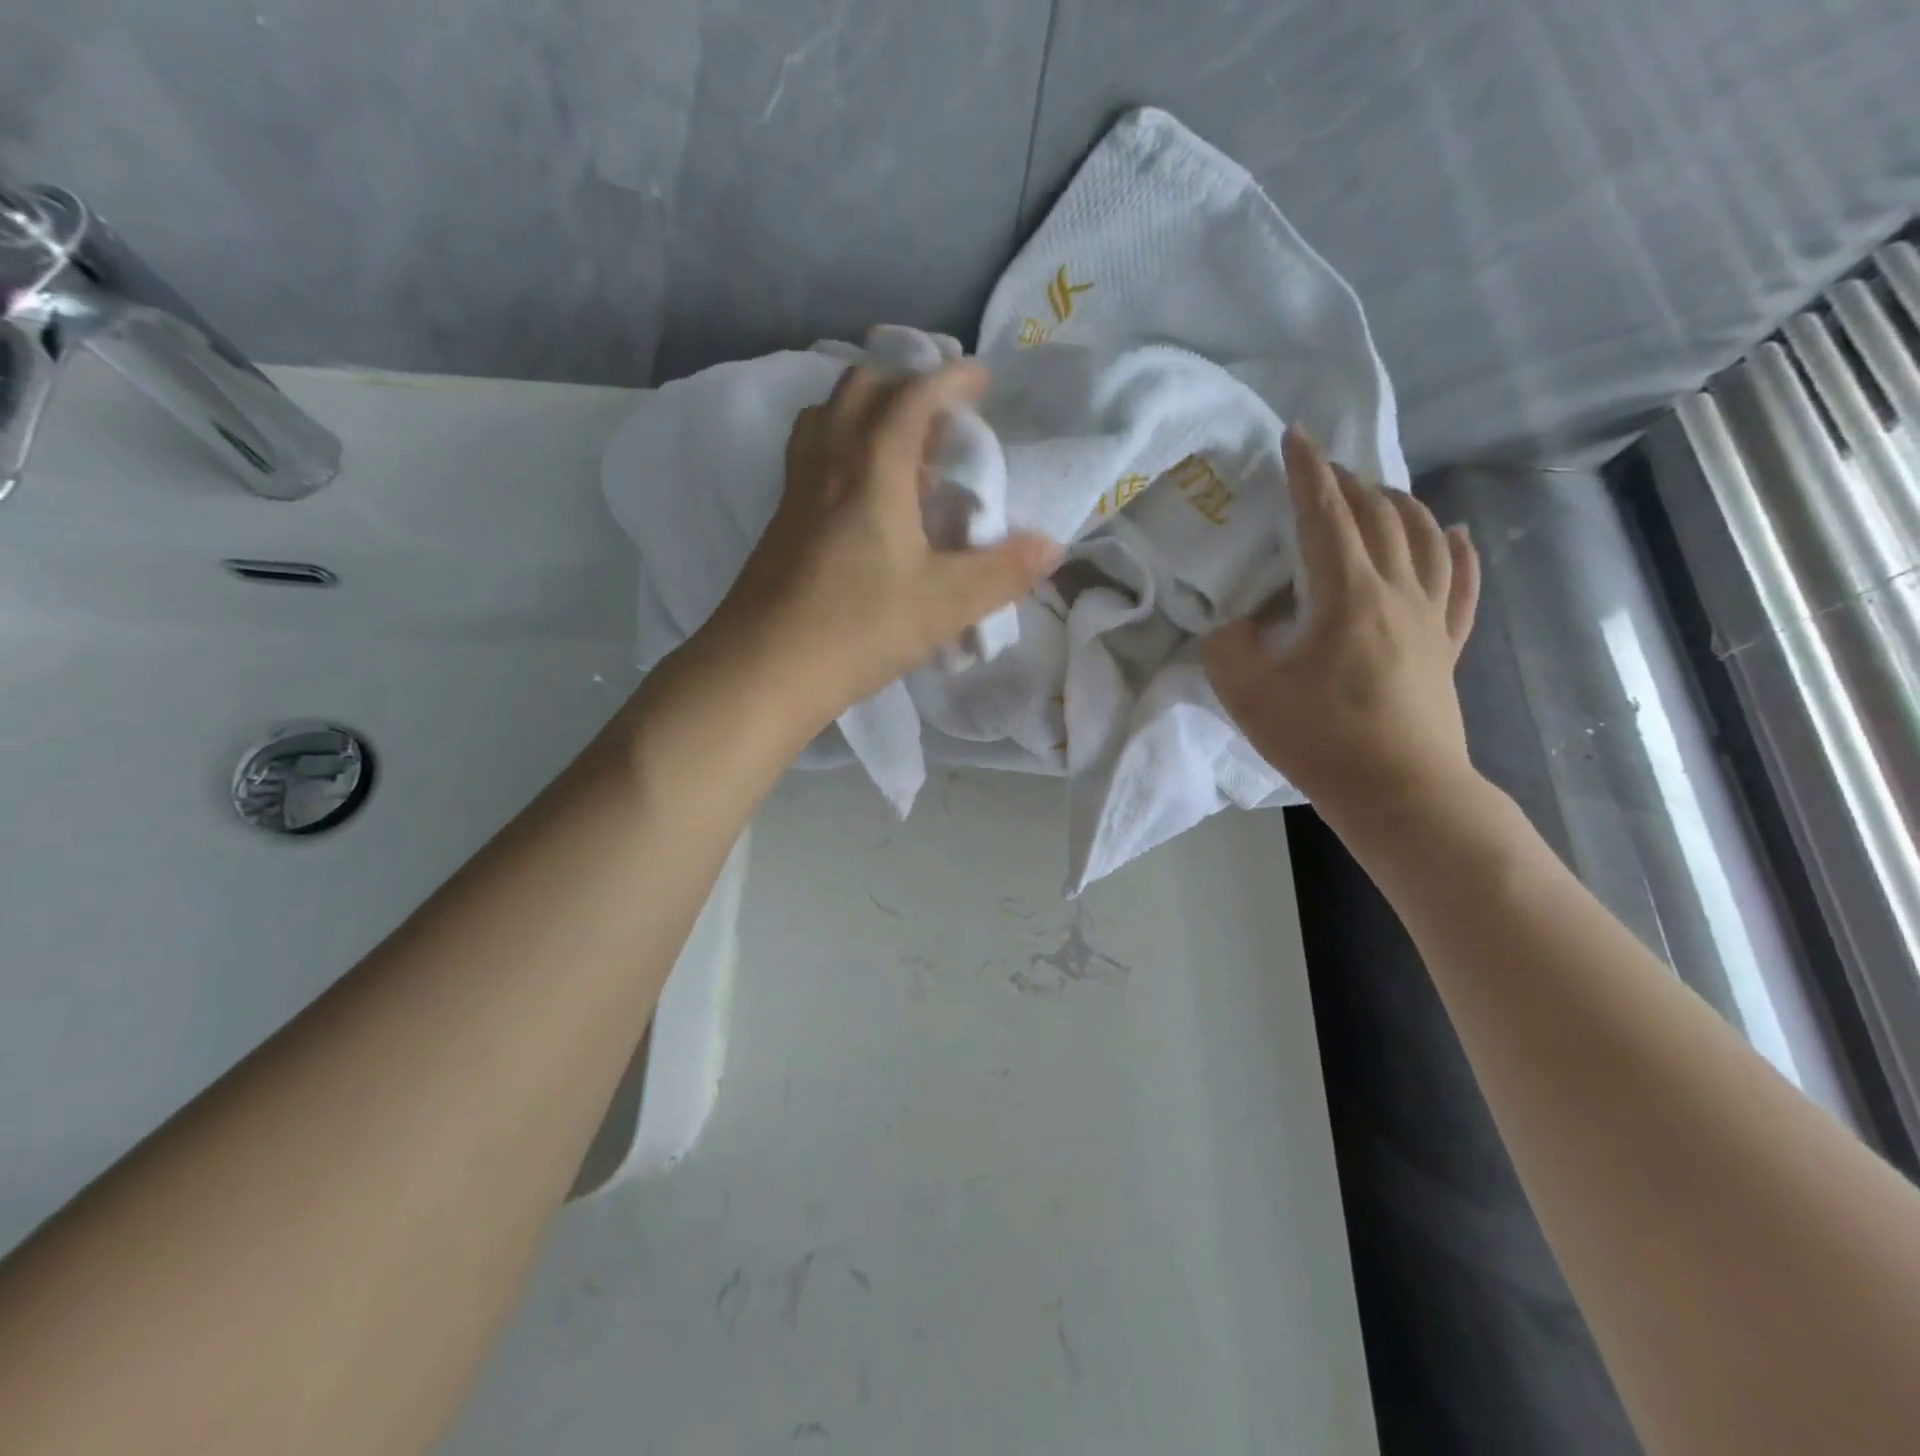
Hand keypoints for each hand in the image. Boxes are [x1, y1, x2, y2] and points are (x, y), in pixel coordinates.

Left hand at [699, 360, 1059, 731]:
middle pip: (860, 389)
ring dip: (864, 410)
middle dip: (904, 383)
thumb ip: (1003, 572)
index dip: (951, 379)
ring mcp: (796, 491)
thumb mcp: (946, 604)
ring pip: (825, 417)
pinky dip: (840, 446)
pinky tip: (858, 493)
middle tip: (939, 415)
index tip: (981, 378)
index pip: (913, 396)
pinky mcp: (780, 522)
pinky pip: (810, 454)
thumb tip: (1051, 547)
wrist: (764, 669)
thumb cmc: (859, 627)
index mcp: (874, 467)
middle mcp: (829, 462)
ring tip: (898, 444)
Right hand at [1204, 428, 1480, 826]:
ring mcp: (1432, 618)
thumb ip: (1228, 647)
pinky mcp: (1448, 646)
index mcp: (1348, 595)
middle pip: (1379, 516)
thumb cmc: (1321, 742)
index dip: (1306, 472)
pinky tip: (1455, 532)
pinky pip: (1463, 583)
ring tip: (1378, 492)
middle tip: (1320, 472)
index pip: (1325, 515)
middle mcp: (1398, 592)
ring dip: (1400, 504)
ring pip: (1427, 538)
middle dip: (1348, 483)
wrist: (1400, 794)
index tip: (1294, 436)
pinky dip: (1458, 549)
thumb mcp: (1248, 695)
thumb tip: (1236, 625)